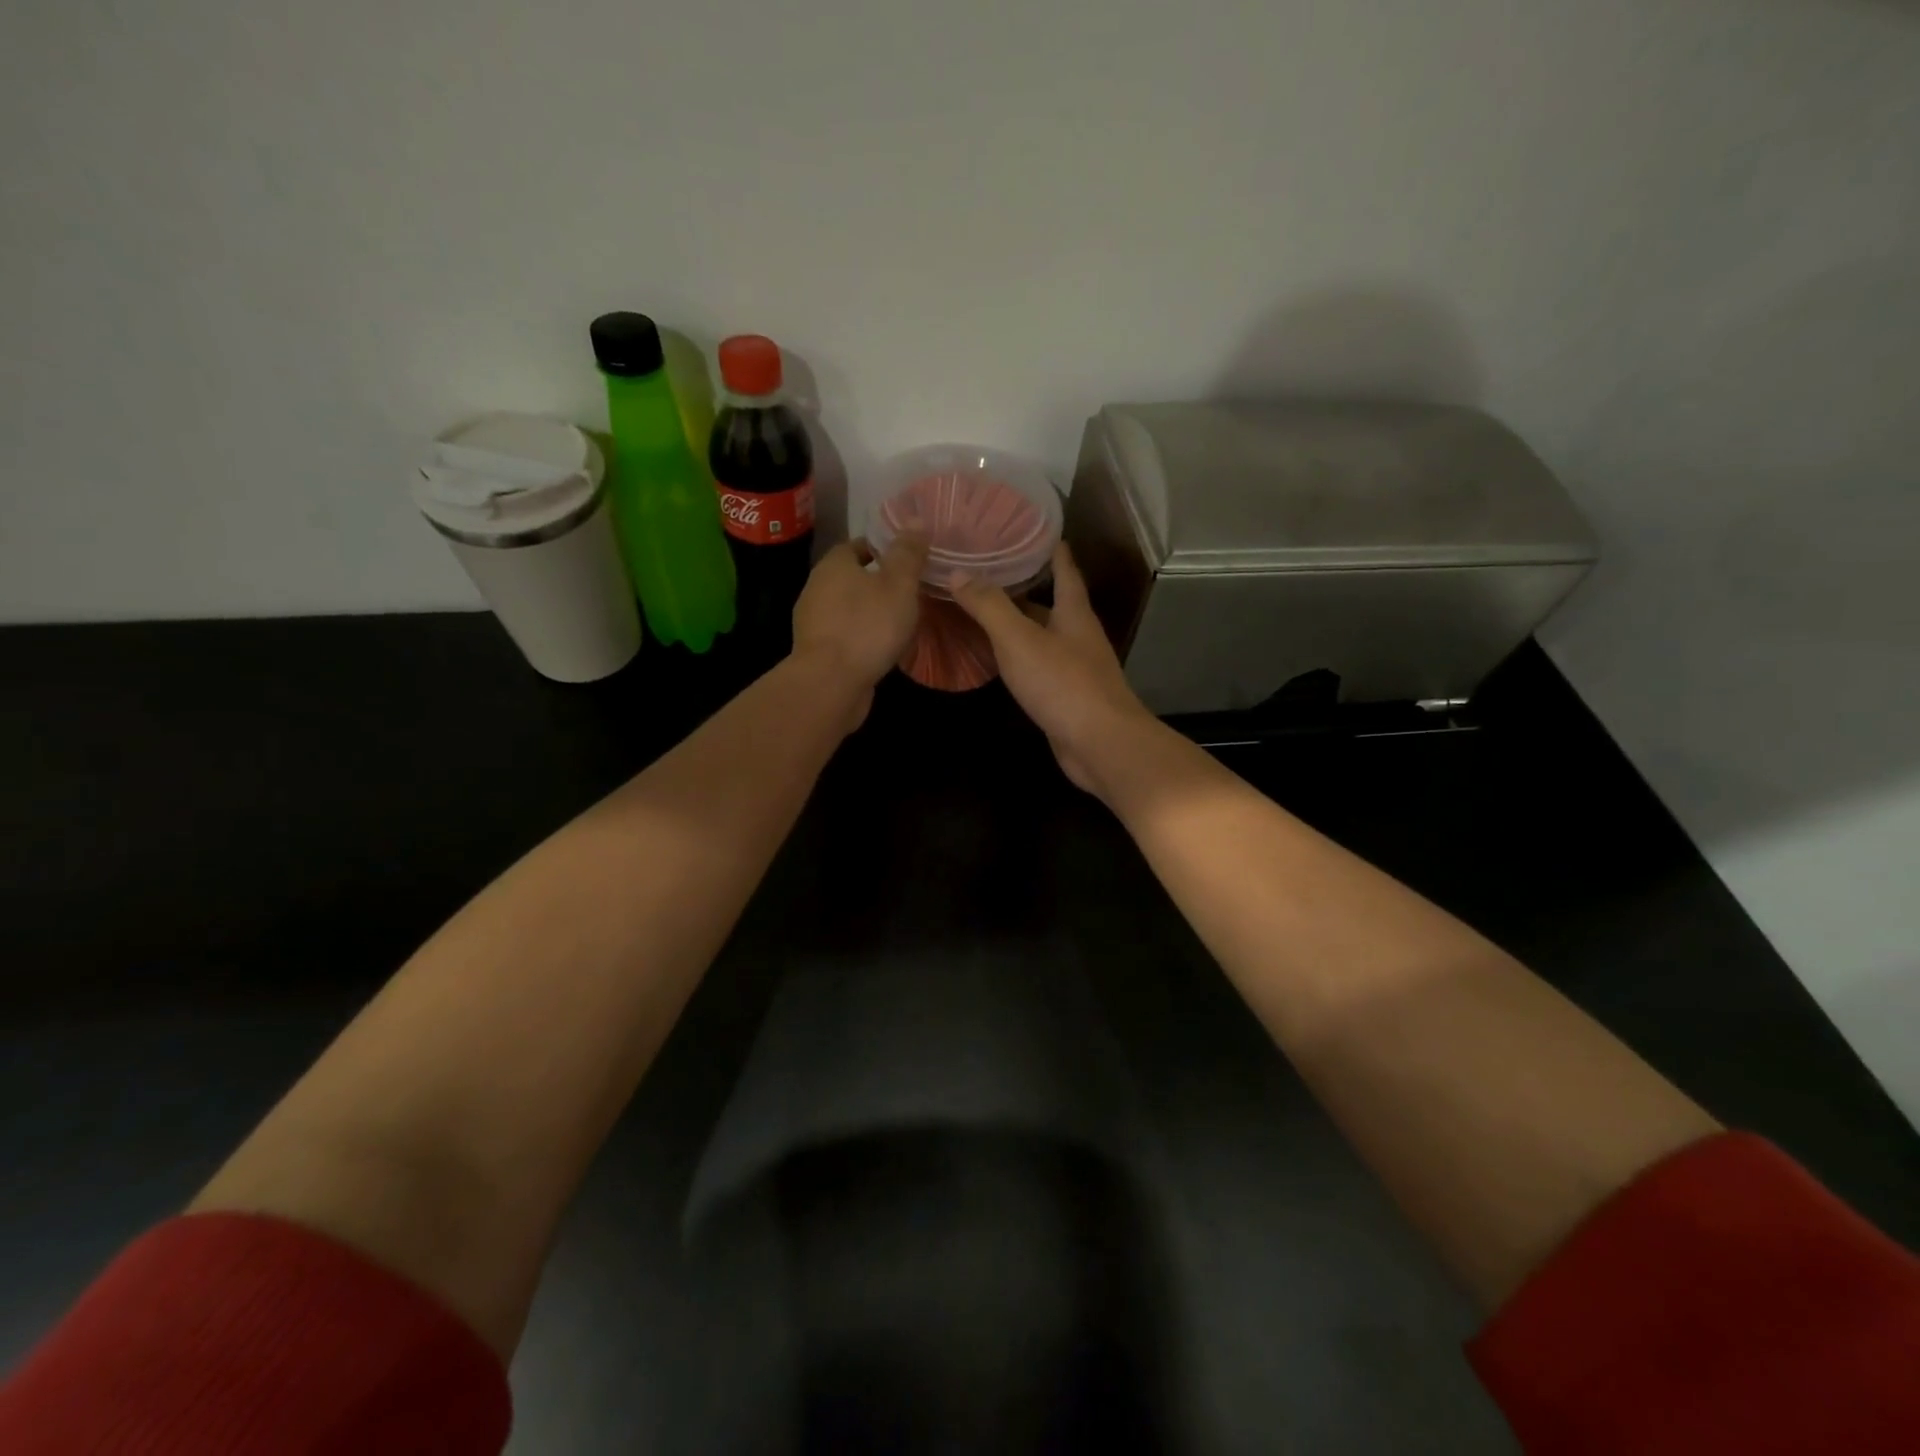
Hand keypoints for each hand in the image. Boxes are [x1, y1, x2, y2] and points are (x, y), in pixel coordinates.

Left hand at [792, 534, 929, 728]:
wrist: (830, 684)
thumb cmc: (867, 626)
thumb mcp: (899, 585)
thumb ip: (908, 554)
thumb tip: (916, 520)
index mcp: (833, 565)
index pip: (857, 545)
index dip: (881, 549)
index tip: (905, 560)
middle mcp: (816, 589)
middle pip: (849, 578)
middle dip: (875, 582)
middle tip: (908, 591)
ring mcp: (813, 623)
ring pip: (846, 609)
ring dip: (868, 612)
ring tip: (898, 621)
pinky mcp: (817, 653)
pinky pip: (844, 636)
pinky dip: (861, 638)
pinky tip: (880, 649)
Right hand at [950, 543, 1157, 795]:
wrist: (1100, 744)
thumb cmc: (1063, 684)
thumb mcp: (1019, 640)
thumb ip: (989, 606)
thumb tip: (958, 572)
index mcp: (1074, 612)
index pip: (1065, 568)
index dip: (1050, 547)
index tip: (1031, 527)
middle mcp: (1078, 635)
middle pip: (1051, 602)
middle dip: (1024, 586)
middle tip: (988, 569)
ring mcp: (1075, 668)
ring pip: (1042, 636)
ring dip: (1017, 623)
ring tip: (983, 609)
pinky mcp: (1066, 696)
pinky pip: (1038, 666)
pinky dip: (1017, 657)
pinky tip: (997, 659)